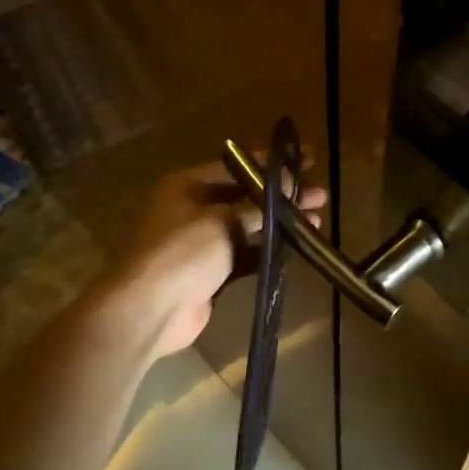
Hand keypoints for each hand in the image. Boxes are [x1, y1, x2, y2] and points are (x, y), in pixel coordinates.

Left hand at [104, 161, 326, 359]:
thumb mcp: (224, 221)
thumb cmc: (184, 252)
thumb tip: (291, 183)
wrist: (150, 310)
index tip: (308, 159)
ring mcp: (203, 241)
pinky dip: (269, 249)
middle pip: (246, 195)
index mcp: (189, 184)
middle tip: (318, 192)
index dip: (273, 163)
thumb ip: (260, 203)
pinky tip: (297, 245)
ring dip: (280, 222)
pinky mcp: (212, 270)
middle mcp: (194, 207)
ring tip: (317, 218)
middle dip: (282, 195)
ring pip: (249, 225)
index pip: (239, 166)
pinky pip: (247, 253)